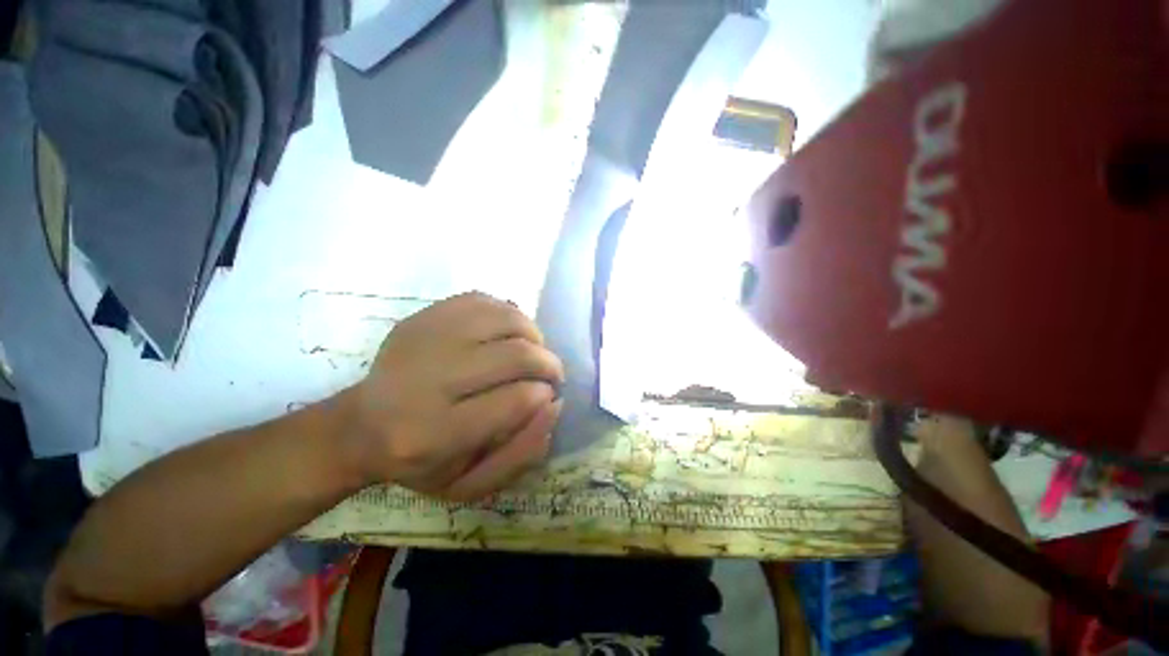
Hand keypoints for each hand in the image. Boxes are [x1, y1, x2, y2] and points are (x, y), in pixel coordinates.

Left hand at [340, 292, 564, 500]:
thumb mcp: (470, 484)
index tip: (548, 397)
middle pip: (515, 354)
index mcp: (435, 434)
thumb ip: (521, 454)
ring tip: (533, 351)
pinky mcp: (421, 317)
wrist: (359, 428)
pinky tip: (509, 333)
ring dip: (533, 336)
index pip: (516, 400)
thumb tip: (555, 405)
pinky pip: (484, 300)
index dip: (544, 395)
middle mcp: (427, 379)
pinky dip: (509, 314)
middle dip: (547, 363)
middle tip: (551, 374)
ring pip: (505, 319)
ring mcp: (423, 339)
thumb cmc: (420, 464)